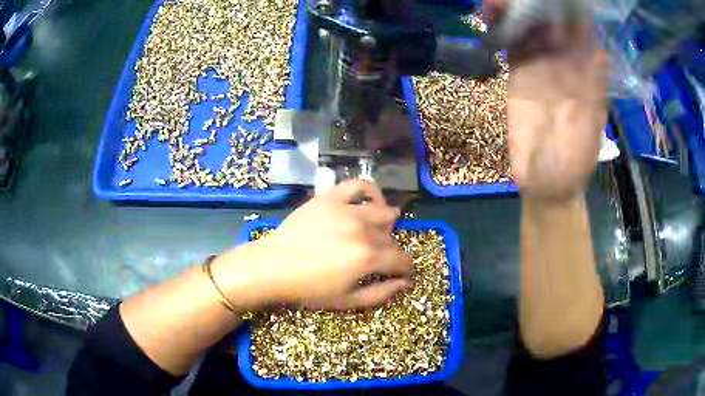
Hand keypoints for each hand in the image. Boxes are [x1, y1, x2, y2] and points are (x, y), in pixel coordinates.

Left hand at [214, 180, 413, 310]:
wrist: (273, 266)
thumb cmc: (309, 289)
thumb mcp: (347, 301)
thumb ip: (382, 294)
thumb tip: (406, 283)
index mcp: (369, 257)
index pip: (402, 260)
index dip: (407, 269)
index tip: (403, 274)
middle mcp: (363, 229)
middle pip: (392, 238)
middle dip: (391, 252)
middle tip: (377, 260)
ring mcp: (347, 209)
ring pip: (383, 211)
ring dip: (386, 224)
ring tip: (376, 232)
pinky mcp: (331, 197)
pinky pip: (359, 185)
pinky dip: (370, 192)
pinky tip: (370, 202)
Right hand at [485, 0, 606, 200]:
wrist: (548, 181)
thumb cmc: (577, 160)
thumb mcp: (593, 123)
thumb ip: (594, 85)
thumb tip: (596, 47)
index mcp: (587, 73)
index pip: (580, 32)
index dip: (571, 11)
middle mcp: (565, 64)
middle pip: (553, 24)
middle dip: (540, 5)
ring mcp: (541, 68)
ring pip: (530, 30)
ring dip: (518, 11)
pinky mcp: (519, 75)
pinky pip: (512, 46)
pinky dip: (502, 29)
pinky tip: (492, 12)